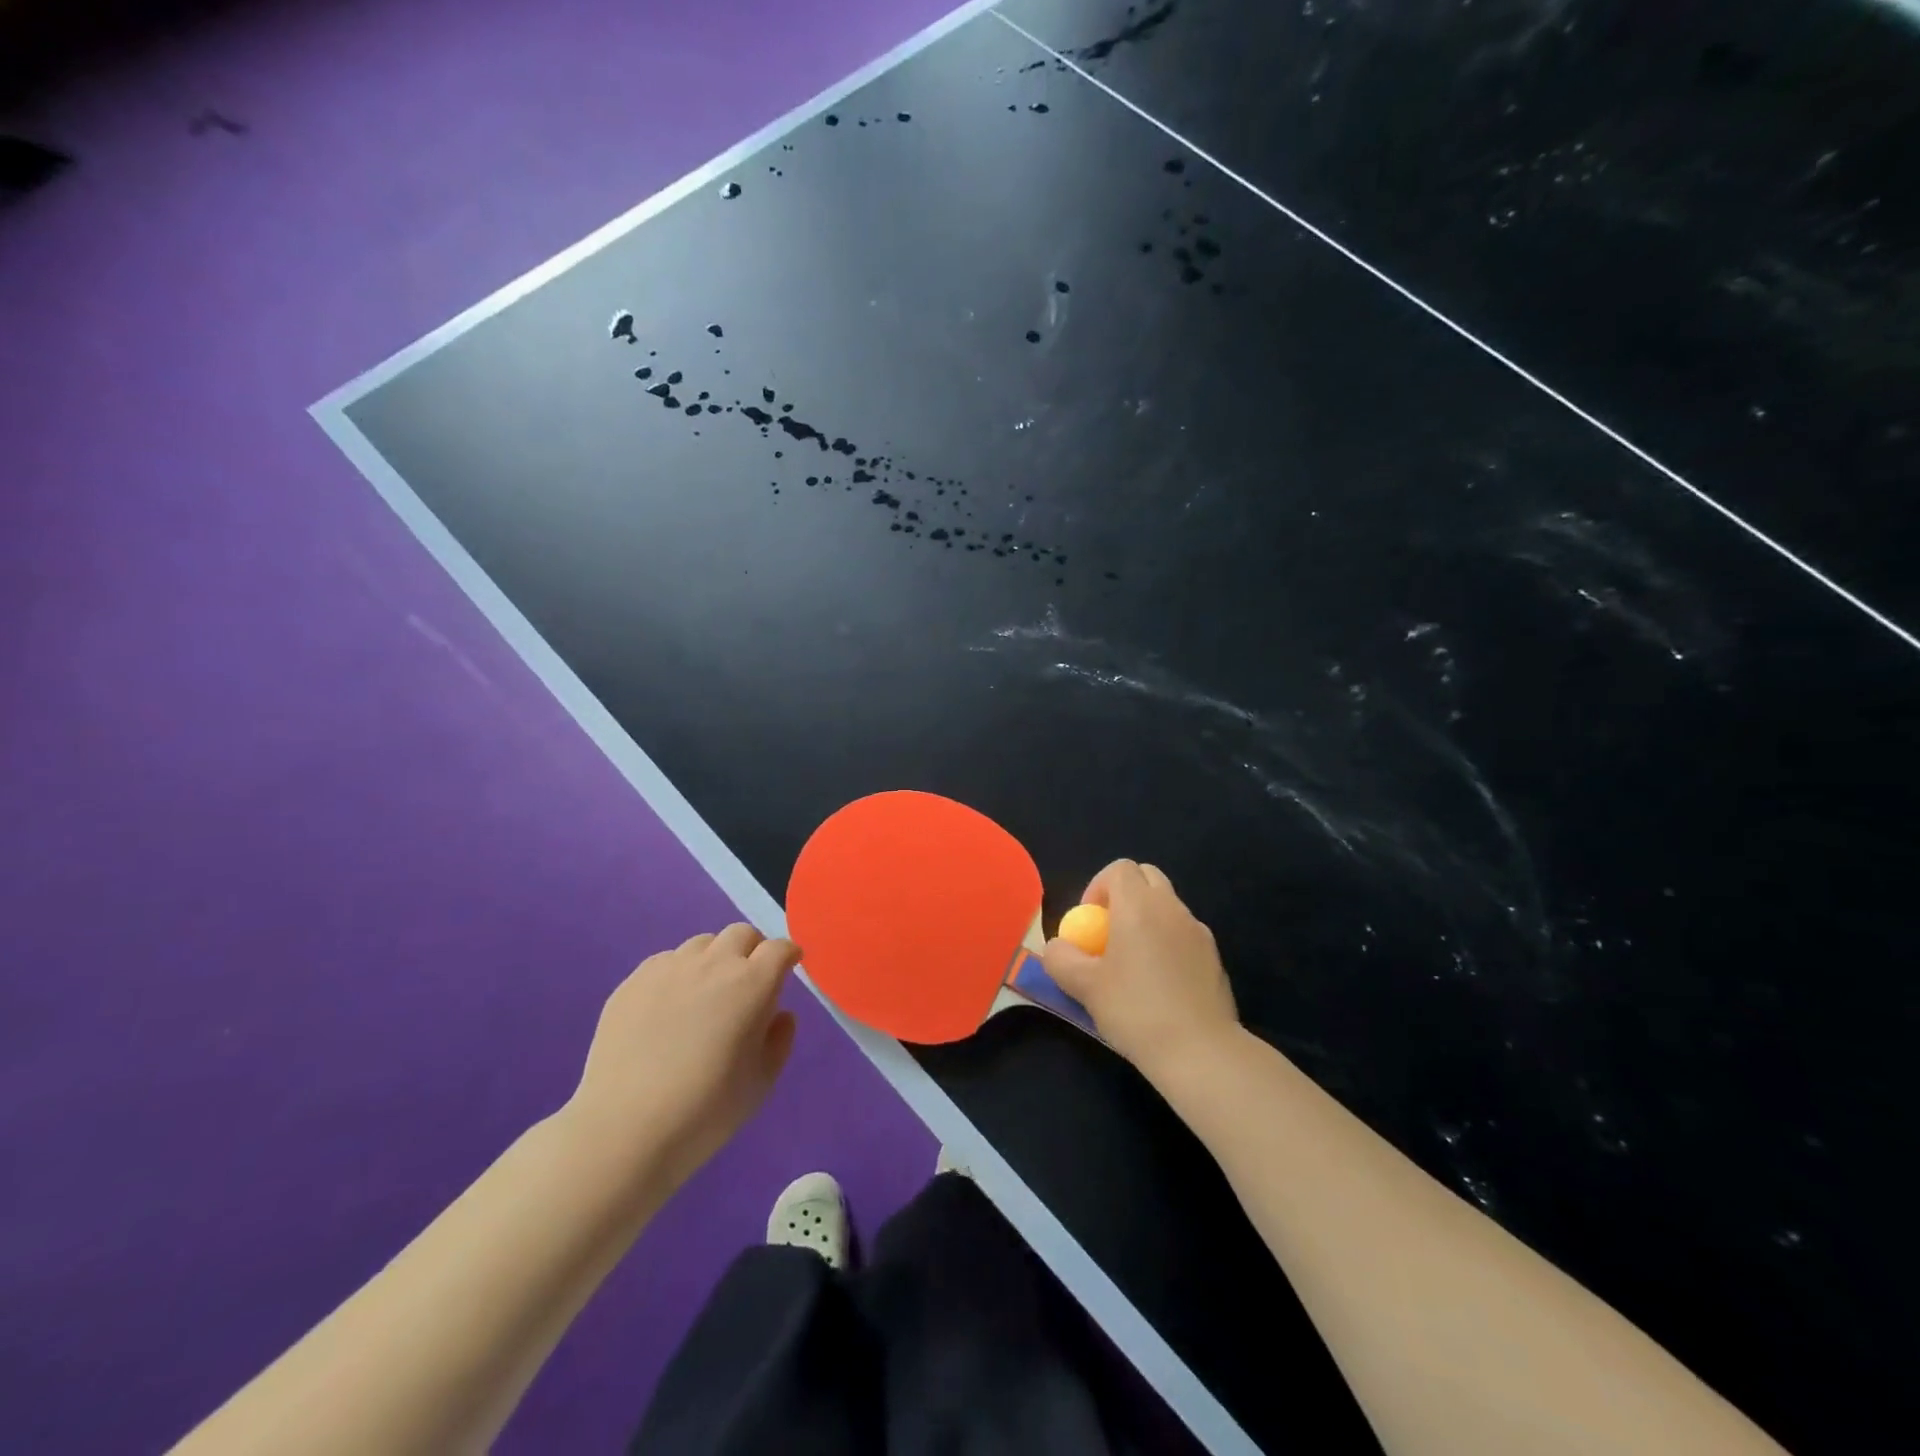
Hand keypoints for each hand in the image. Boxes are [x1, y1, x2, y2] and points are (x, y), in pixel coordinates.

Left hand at [565, 925, 799, 1193]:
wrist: (626, 1129)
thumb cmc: (706, 1110)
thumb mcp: (762, 1082)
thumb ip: (779, 1040)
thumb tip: (780, 1014)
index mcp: (753, 984)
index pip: (779, 949)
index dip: (788, 954)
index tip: (789, 966)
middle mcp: (714, 964)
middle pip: (741, 934)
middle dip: (753, 949)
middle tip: (749, 979)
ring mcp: (669, 968)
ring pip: (702, 943)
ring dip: (714, 958)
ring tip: (706, 992)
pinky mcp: (633, 982)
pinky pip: (665, 961)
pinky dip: (678, 973)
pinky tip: (669, 1006)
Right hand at [1043, 860, 1239, 1081]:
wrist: (1200, 1051)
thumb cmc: (1135, 1010)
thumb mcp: (1084, 987)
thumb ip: (1061, 959)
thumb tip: (1058, 947)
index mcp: (1139, 906)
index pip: (1119, 869)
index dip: (1098, 887)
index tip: (1090, 922)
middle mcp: (1172, 908)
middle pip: (1147, 878)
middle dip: (1125, 896)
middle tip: (1109, 933)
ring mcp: (1199, 931)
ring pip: (1168, 907)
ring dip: (1148, 920)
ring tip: (1133, 964)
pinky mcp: (1215, 957)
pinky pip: (1184, 935)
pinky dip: (1168, 944)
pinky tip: (1161, 985)